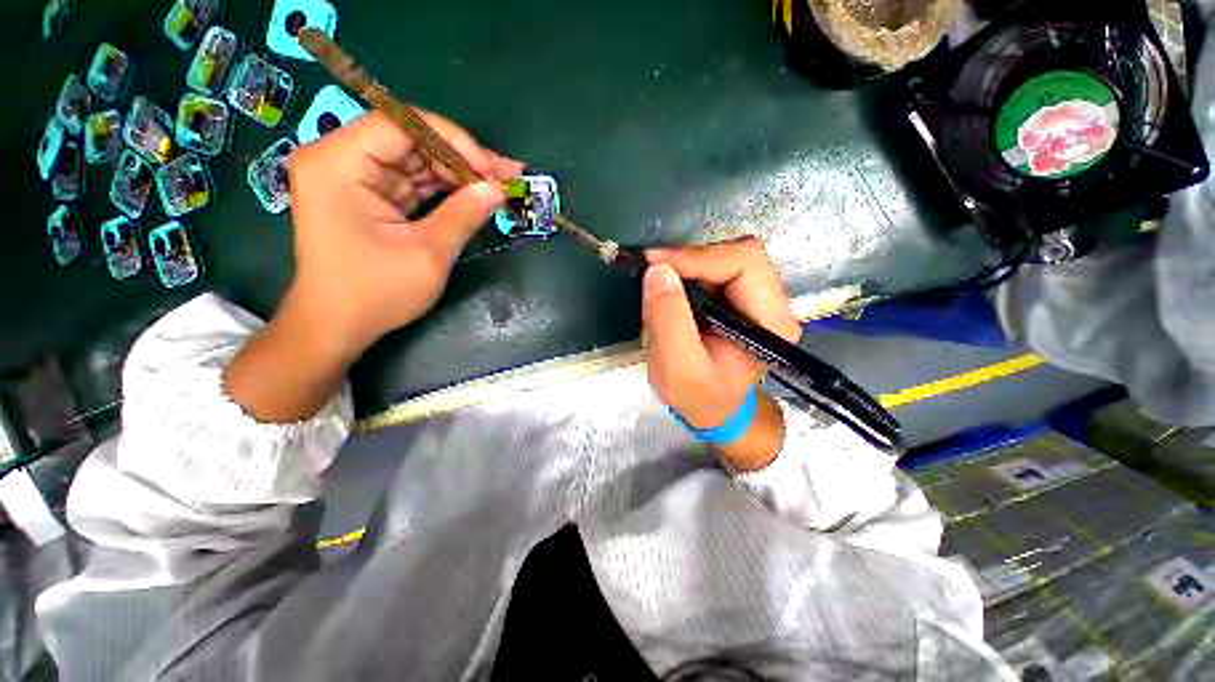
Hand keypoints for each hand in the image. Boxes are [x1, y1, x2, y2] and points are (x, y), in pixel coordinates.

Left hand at [224, 111, 521, 422]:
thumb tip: (498, 188)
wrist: (337, 326)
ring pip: (414, 159)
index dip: (454, 140)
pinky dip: (442, 189)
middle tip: (506, 176)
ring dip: (456, 174)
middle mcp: (338, 159)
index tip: (492, 168)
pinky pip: (410, 180)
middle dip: (461, 158)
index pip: (402, 124)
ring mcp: (350, 177)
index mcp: (338, 164)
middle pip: (410, 138)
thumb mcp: (428, 253)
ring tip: (496, 186)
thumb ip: (464, 214)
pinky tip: (471, 196)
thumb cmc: (375, 293)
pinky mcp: (364, 195)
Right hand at [642, 238, 801, 468]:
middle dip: (693, 258)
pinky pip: (714, 270)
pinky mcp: (738, 299)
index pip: (745, 264)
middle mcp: (773, 305)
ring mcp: (757, 299)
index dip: (699, 256)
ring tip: (660, 282)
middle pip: (740, 254)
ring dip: (688, 265)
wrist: (711, 409)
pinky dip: (688, 272)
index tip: (656, 264)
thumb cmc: (698, 397)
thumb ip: (669, 320)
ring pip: (725, 258)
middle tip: (654, 270)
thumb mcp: (677, 368)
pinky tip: (671, 289)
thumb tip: (658, 270)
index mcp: (770, 324)